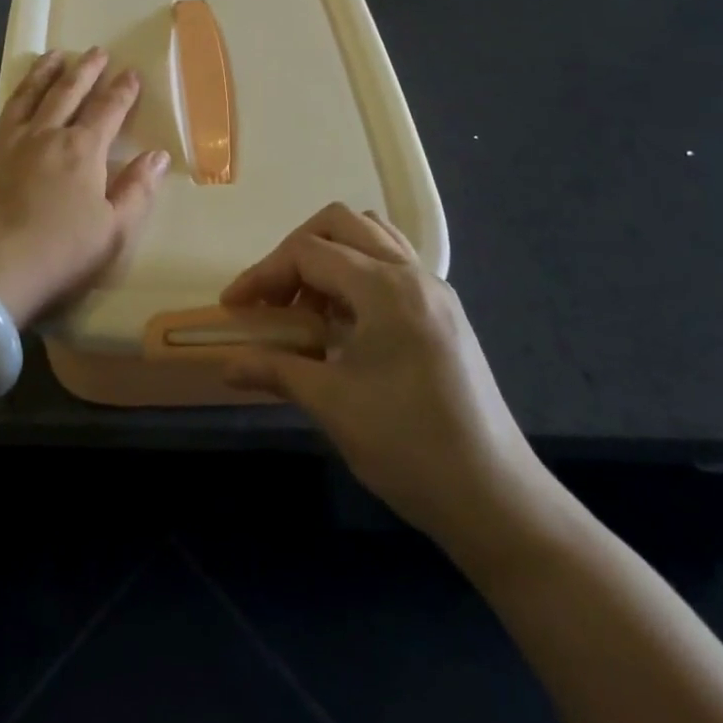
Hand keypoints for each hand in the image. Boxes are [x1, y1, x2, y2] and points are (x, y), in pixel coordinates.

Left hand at [0, 48, 168, 326]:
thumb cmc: (56, 256)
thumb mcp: (112, 233)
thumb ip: (136, 191)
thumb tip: (157, 155)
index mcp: (81, 150)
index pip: (108, 110)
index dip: (122, 91)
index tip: (131, 72)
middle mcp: (42, 135)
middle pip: (67, 92)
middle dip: (85, 70)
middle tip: (96, 51)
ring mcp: (2, 143)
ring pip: (25, 98)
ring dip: (42, 75)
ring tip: (52, 56)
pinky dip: (2, 124)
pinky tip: (0, 128)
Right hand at [220, 204, 557, 570]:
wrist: (496, 499)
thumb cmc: (409, 447)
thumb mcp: (332, 406)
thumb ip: (276, 370)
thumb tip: (226, 365)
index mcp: (384, 288)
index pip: (308, 252)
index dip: (263, 273)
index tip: (234, 307)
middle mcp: (412, 274)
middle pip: (341, 223)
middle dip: (296, 251)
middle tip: (274, 297)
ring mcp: (434, 290)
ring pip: (372, 236)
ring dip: (331, 256)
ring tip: (310, 306)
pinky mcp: (445, 312)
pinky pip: (393, 263)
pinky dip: (359, 272)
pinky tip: (347, 321)